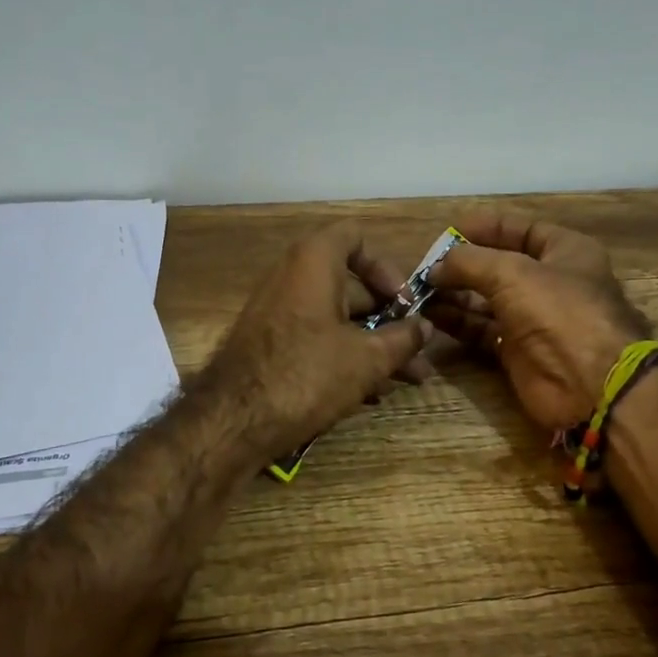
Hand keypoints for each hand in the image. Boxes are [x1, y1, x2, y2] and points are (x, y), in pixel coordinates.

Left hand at [199, 221, 433, 460]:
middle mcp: (292, 277)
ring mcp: (277, 312)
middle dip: (388, 319)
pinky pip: (315, 338)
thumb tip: (424, 327)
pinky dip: (344, 356)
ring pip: (336, 318)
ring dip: (373, 345)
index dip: (386, 266)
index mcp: (314, 262)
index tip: (403, 302)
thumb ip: (402, 339)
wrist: (233, 419)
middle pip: (351, 285)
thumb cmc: (307, 373)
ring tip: (407, 380)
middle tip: (418, 351)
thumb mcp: (367, 358)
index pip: (355, 237)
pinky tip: (370, 393)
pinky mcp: (270, 344)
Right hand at [427, 212, 650, 430]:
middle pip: (498, 266)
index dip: (485, 228)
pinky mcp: (517, 351)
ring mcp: (534, 319)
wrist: (589, 385)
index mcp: (566, 252)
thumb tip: (435, 267)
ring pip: (486, 300)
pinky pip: (481, 330)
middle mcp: (551, 283)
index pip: (521, 230)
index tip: (448, 231)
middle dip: (462, 266)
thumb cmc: (558, 312)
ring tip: (421, 291)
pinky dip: (458, 322)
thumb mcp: (510, 273)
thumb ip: (468, 262)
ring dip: (454, 294)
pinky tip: (431, 315)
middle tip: (426, 267)